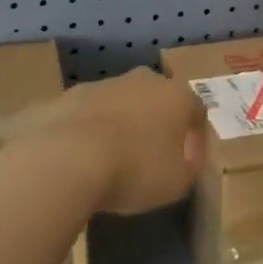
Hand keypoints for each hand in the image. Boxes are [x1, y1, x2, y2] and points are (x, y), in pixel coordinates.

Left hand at [48, 68, 206, 215]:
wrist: (66, 156)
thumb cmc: (134, 169)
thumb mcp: (176, 183)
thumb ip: (188, 167)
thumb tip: (186, 159)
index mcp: (175, 96)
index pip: (196, 111)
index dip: (195, 138)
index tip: (187, 163)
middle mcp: (143, 80)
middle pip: (157, 99)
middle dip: (157, 123)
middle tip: (151, 155)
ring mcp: (103, 84)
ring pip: (121, 103)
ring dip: (122, 124)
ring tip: (112, 159)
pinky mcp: (69, 95)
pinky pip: (89, 114)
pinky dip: (90, 130)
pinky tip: (82, 157)